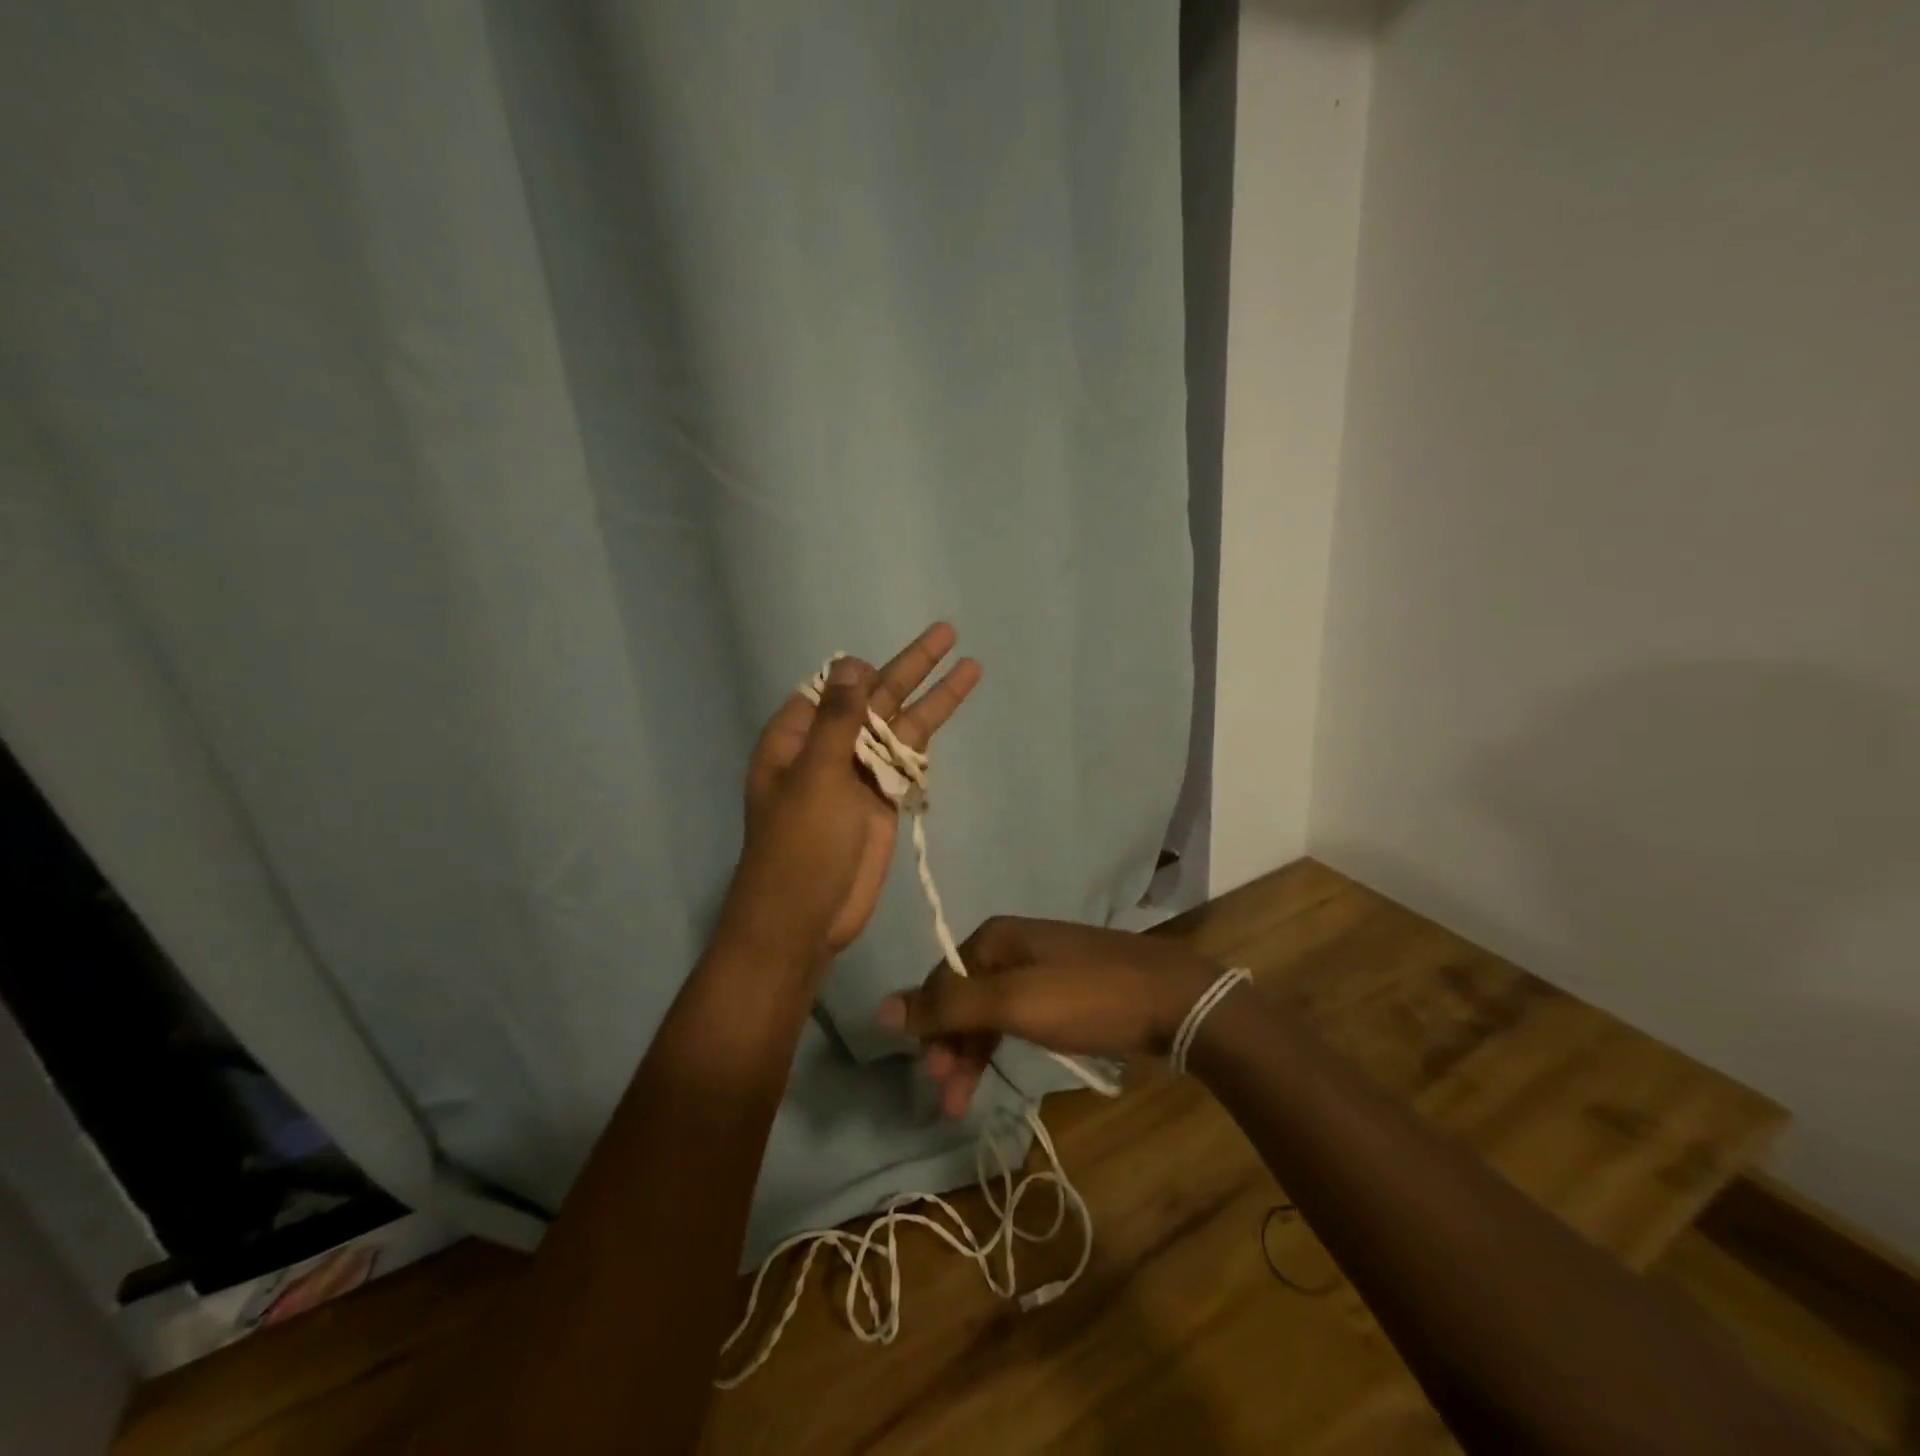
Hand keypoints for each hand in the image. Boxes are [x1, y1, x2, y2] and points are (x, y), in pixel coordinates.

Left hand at [718, 623, 980, 969]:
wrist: (806, 918)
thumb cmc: (800, 845)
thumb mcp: (815, 777)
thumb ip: (838, 720)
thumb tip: (852, 664)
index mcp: (797, 737)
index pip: (831, 687)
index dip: (859, 672)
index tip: (881, 671)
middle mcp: (829, 747)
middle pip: (875, 698)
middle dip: (911, 666)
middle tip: (947, 633)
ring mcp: (859, 773)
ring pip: (900, 725)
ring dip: (932, 695)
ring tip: (969, 664)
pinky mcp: (883, 799)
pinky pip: (909, 759)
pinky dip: (930, 739)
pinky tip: (950, 714)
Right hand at [875, 917, 1224, 1115]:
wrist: (1175, 998)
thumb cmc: (1089, 999)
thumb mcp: (1014, 1003)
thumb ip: (949, 1005)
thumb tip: (880, 1008)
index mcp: (995, 937)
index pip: (941, 981)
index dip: (930, 1029)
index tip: (935, 1078)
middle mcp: (1013, 944)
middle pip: (964, 996)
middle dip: (952, 1046)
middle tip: (952, 1099)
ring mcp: (1041, 964)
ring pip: (991, 1008)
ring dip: (974, 1050)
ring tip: (968, 1100)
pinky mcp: (1066, 986)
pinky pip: (1019, 1012)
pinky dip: (1003, 1040)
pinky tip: (1001, 1065)